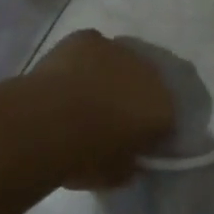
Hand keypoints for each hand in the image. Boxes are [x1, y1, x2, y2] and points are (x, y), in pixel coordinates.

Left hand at [29, 30, 175, 188]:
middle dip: (133, 95)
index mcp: (163, 107)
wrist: (47, 122)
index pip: (167, 117)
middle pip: (147, 82)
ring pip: (120, 60)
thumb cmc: (85, 156)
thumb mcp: (116, 176)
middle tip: (110, 115)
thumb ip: (131, 164)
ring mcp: (119, 49)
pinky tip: (68, 76)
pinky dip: (84, 60)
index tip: (133, 140)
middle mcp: (149, 71)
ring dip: (110, 74)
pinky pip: (92, 48)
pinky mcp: (89, 37)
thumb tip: (130, 157)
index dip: (150, 129)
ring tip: (85, 94)